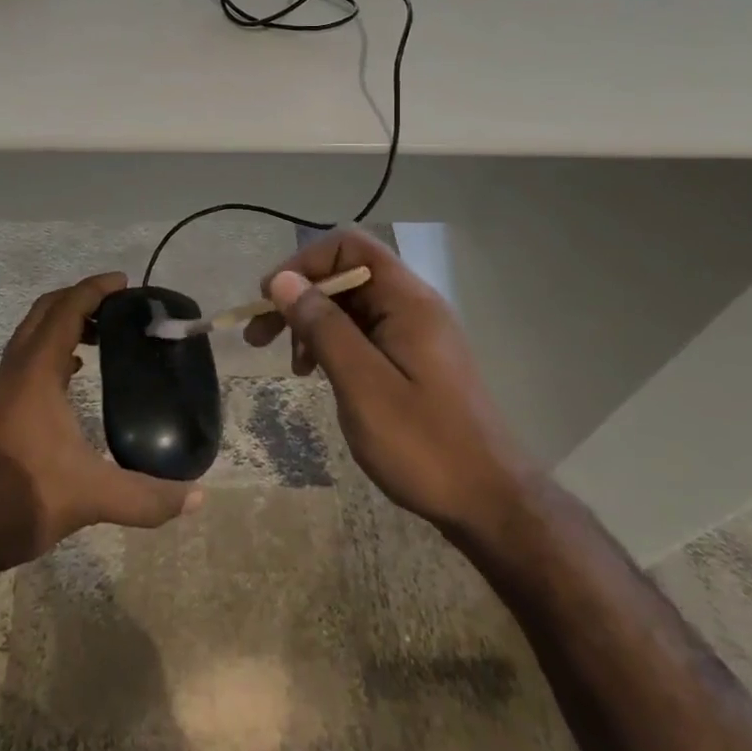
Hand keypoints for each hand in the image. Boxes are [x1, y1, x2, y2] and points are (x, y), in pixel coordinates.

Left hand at [0, 272, 203, 577]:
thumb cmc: (24, 497)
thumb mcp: (92, 497)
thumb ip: (146, 497)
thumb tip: (199, 497)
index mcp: (37, 372)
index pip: (66, 309)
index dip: (95, 289)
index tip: (126, 283)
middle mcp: (19, 369)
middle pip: (46, 310)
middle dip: (81, 298)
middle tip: (120, 305)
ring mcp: (7, 386)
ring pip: (35, 332)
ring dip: (66, 320)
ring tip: (106, 333)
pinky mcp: (4, 405)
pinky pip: (31, 355)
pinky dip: (56, 347)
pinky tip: (78, 371)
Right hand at [244, 229, 526, 538]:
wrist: (491, 503)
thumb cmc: (424, 445)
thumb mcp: (362, 385)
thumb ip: (323, 327)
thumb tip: (283, 280)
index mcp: (407, 300)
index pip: (349, 246)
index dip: (304, 263)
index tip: (270, 299)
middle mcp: (413, 305)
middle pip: (346, 274)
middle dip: (300, 297)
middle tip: (260, 337)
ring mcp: (416, 332)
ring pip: (352, 306)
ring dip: (313, 324)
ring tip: (293, 366)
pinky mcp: (414, 359)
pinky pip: (365, 333)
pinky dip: (334, 344)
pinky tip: (320, 374)